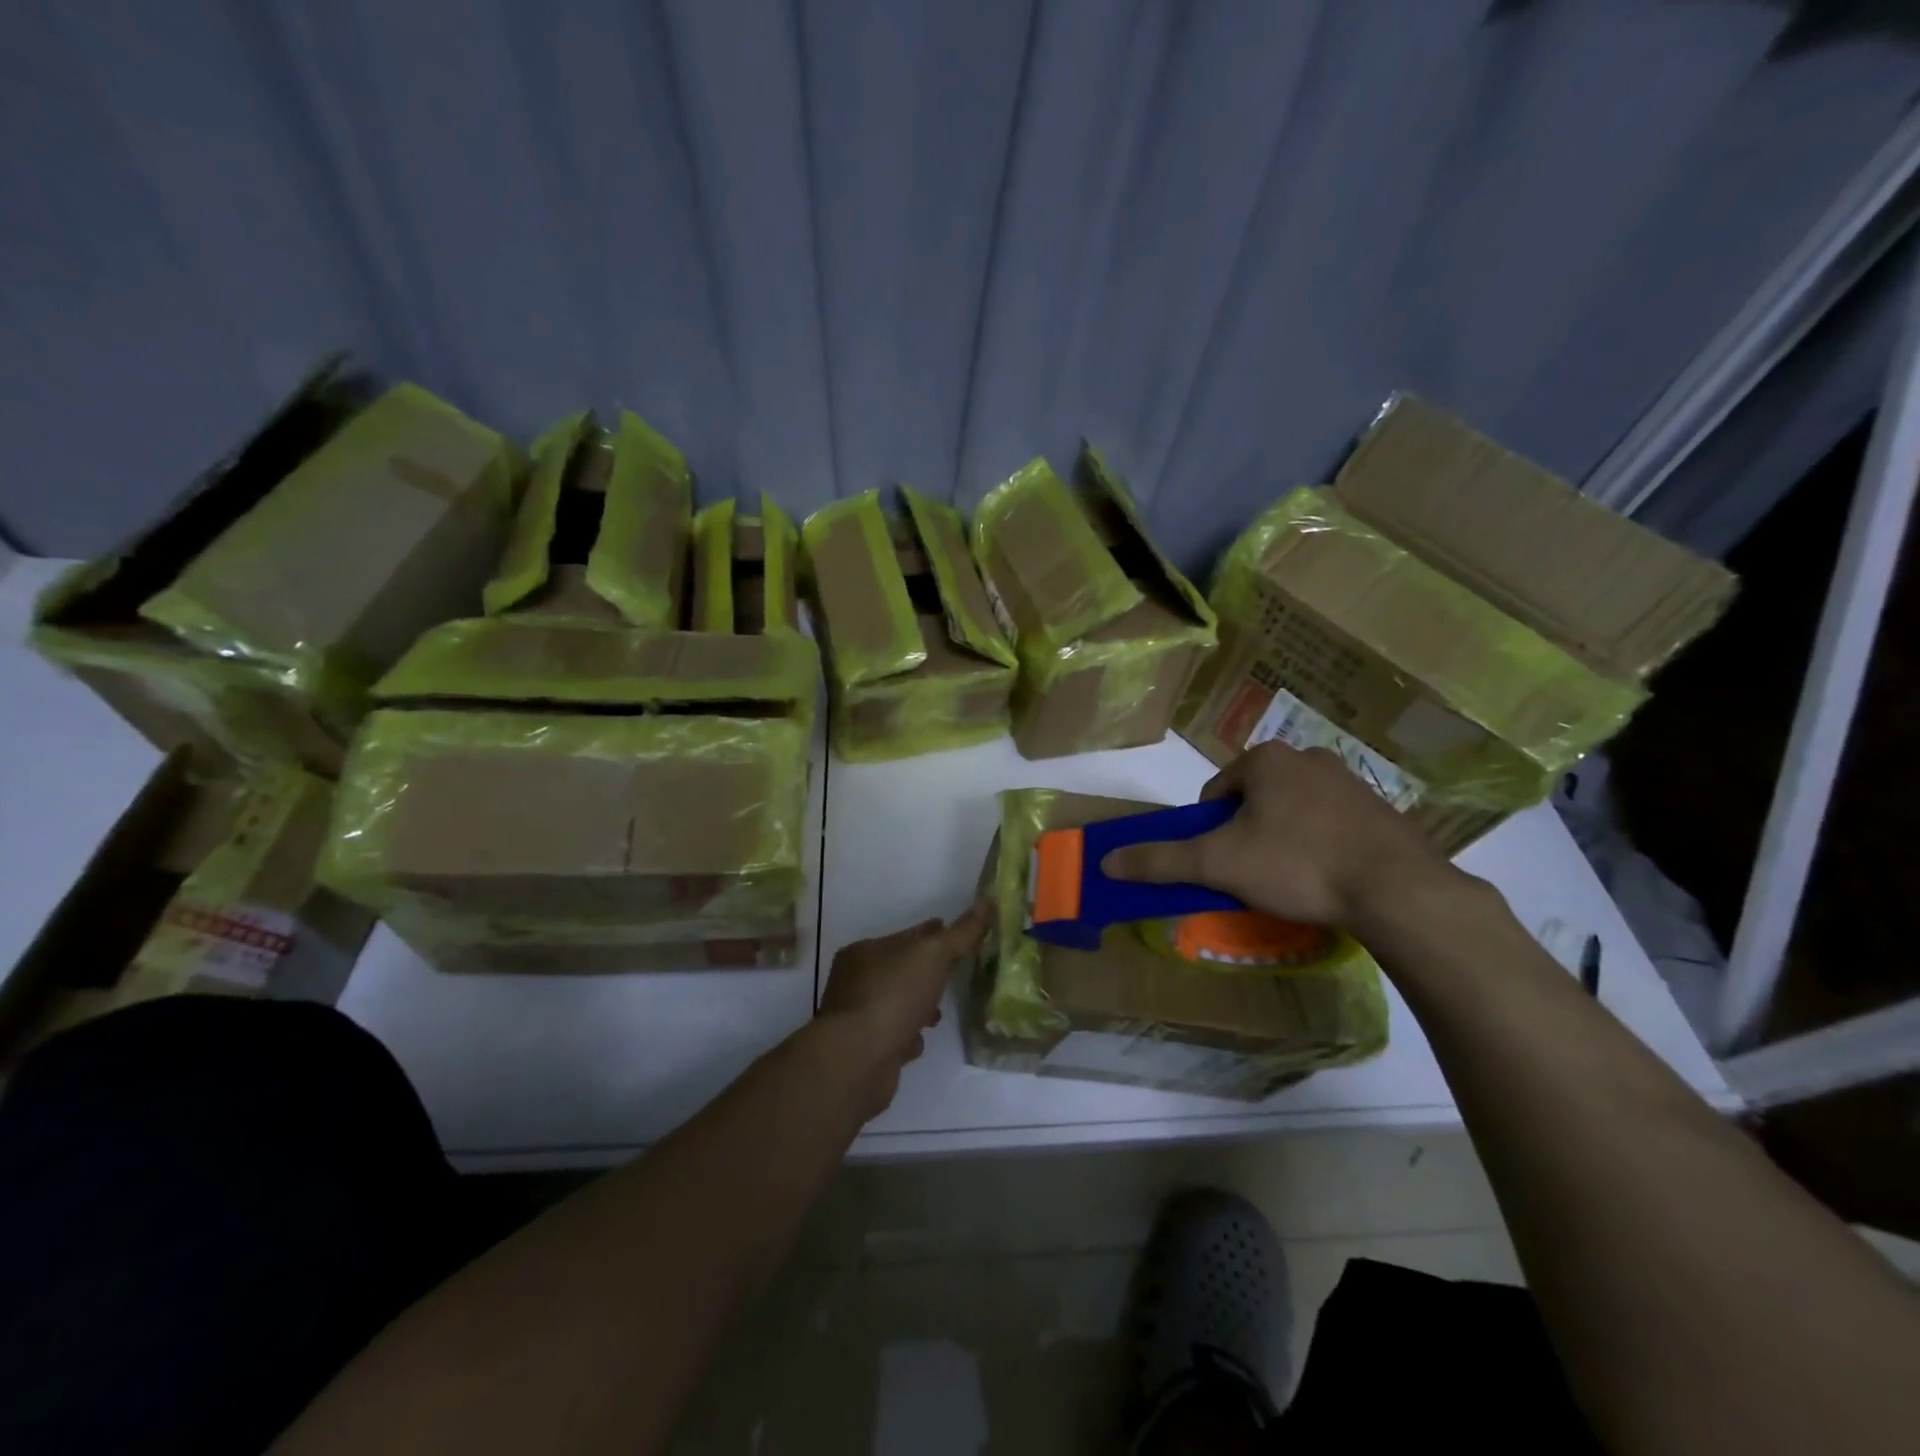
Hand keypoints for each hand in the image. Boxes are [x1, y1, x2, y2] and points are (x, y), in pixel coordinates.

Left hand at [819, 907, 988, 1109]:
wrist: (859, 1060)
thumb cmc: (893, 996)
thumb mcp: (933, 955)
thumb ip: (961, 933)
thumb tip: (987, 903)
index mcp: (865, 952)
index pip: (907, 936)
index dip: (934, 934)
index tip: (959, 937)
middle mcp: (856, 982)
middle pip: (901, 970)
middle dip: (926, 972)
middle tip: (954, 974)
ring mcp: (859, 1018)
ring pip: (897, 1005)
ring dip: (918, 1006)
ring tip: (939, 1014)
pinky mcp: (866, 1051)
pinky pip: (893, 1036)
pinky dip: (907, 1036)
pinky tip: (921, 1040)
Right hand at [1102, 742, 1450, 928]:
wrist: (1399, 891)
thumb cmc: (1298, 864)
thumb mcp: (1218, 864)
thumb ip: (1160, 861)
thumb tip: (1106, 862)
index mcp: (1267, 759)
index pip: (1216, 792)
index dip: (1209, 829)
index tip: (1221, 863)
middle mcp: (1308, 758)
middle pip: (1254, 800)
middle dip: (1246, 834)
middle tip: (1252, 875)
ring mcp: (1350, 782)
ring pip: (1293, 811)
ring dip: (1282, 840)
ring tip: (1290, 882)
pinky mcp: (1381, 810)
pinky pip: (1331, 824)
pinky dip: (1319, 847)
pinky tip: (1327, 880)